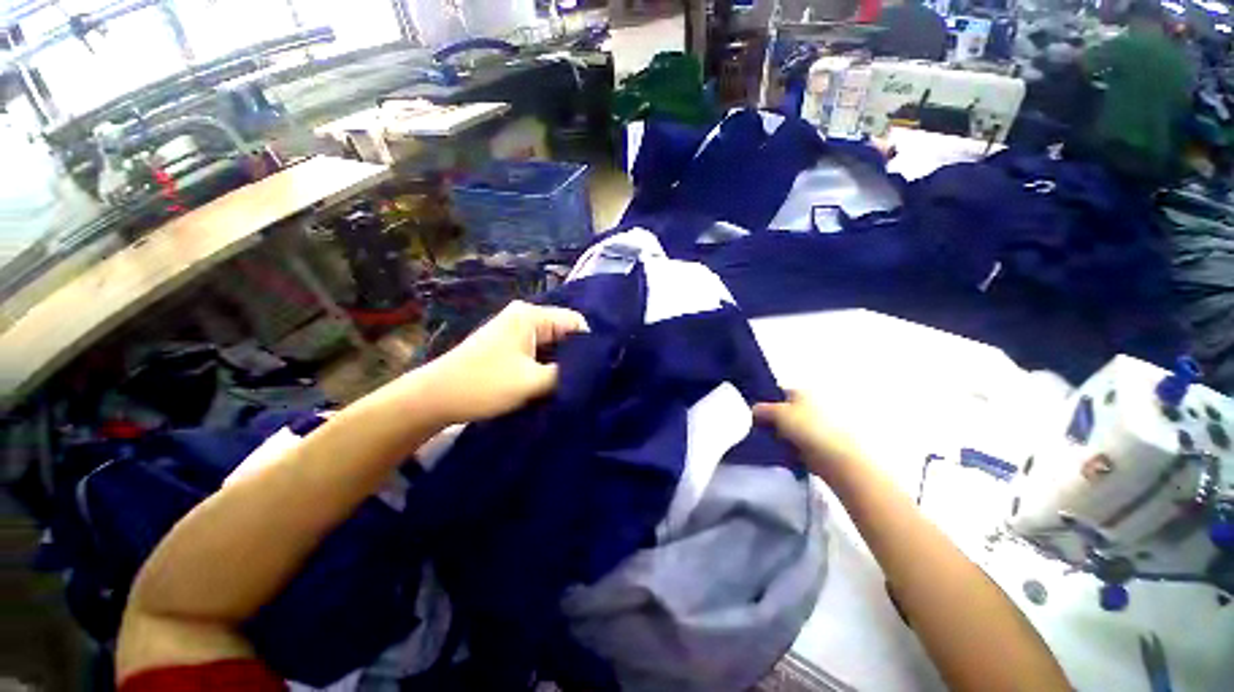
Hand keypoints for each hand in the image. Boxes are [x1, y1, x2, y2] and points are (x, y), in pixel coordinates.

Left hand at [422, 300, 587, 423]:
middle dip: (577, 356)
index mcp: (531, 315)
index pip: (576, 322)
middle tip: (591, 380)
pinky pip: (541, 352)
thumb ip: (567, 374)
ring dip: (563, 363)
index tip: (600, 370)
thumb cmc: (484, 384)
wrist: (434, 398)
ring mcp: (516, 331)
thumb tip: (593, 372)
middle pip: (565, 332)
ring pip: (553, 344)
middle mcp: (525, 317)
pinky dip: (549, 366)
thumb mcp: (532, 382)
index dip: (590, 345)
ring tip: (576, 384)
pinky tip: (556, 382)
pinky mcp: (510, 346)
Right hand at [753, 390, 863, 477]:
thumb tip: (754, 410)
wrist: (835, 458)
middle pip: (782, 410)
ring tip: (764, 442)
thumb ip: (762, 409)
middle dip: (769, 419)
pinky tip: (777, 452)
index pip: (778, 392)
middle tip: (756, 428)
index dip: (764, 400)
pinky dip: (786, 447)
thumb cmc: (807, 428)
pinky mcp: (816, 445)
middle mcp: (809, 406)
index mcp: (802, 392)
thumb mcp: (778, 413)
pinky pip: (794, 443)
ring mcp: (814, 426)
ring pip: (787, 428)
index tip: (752, 411)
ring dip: (777, 435)